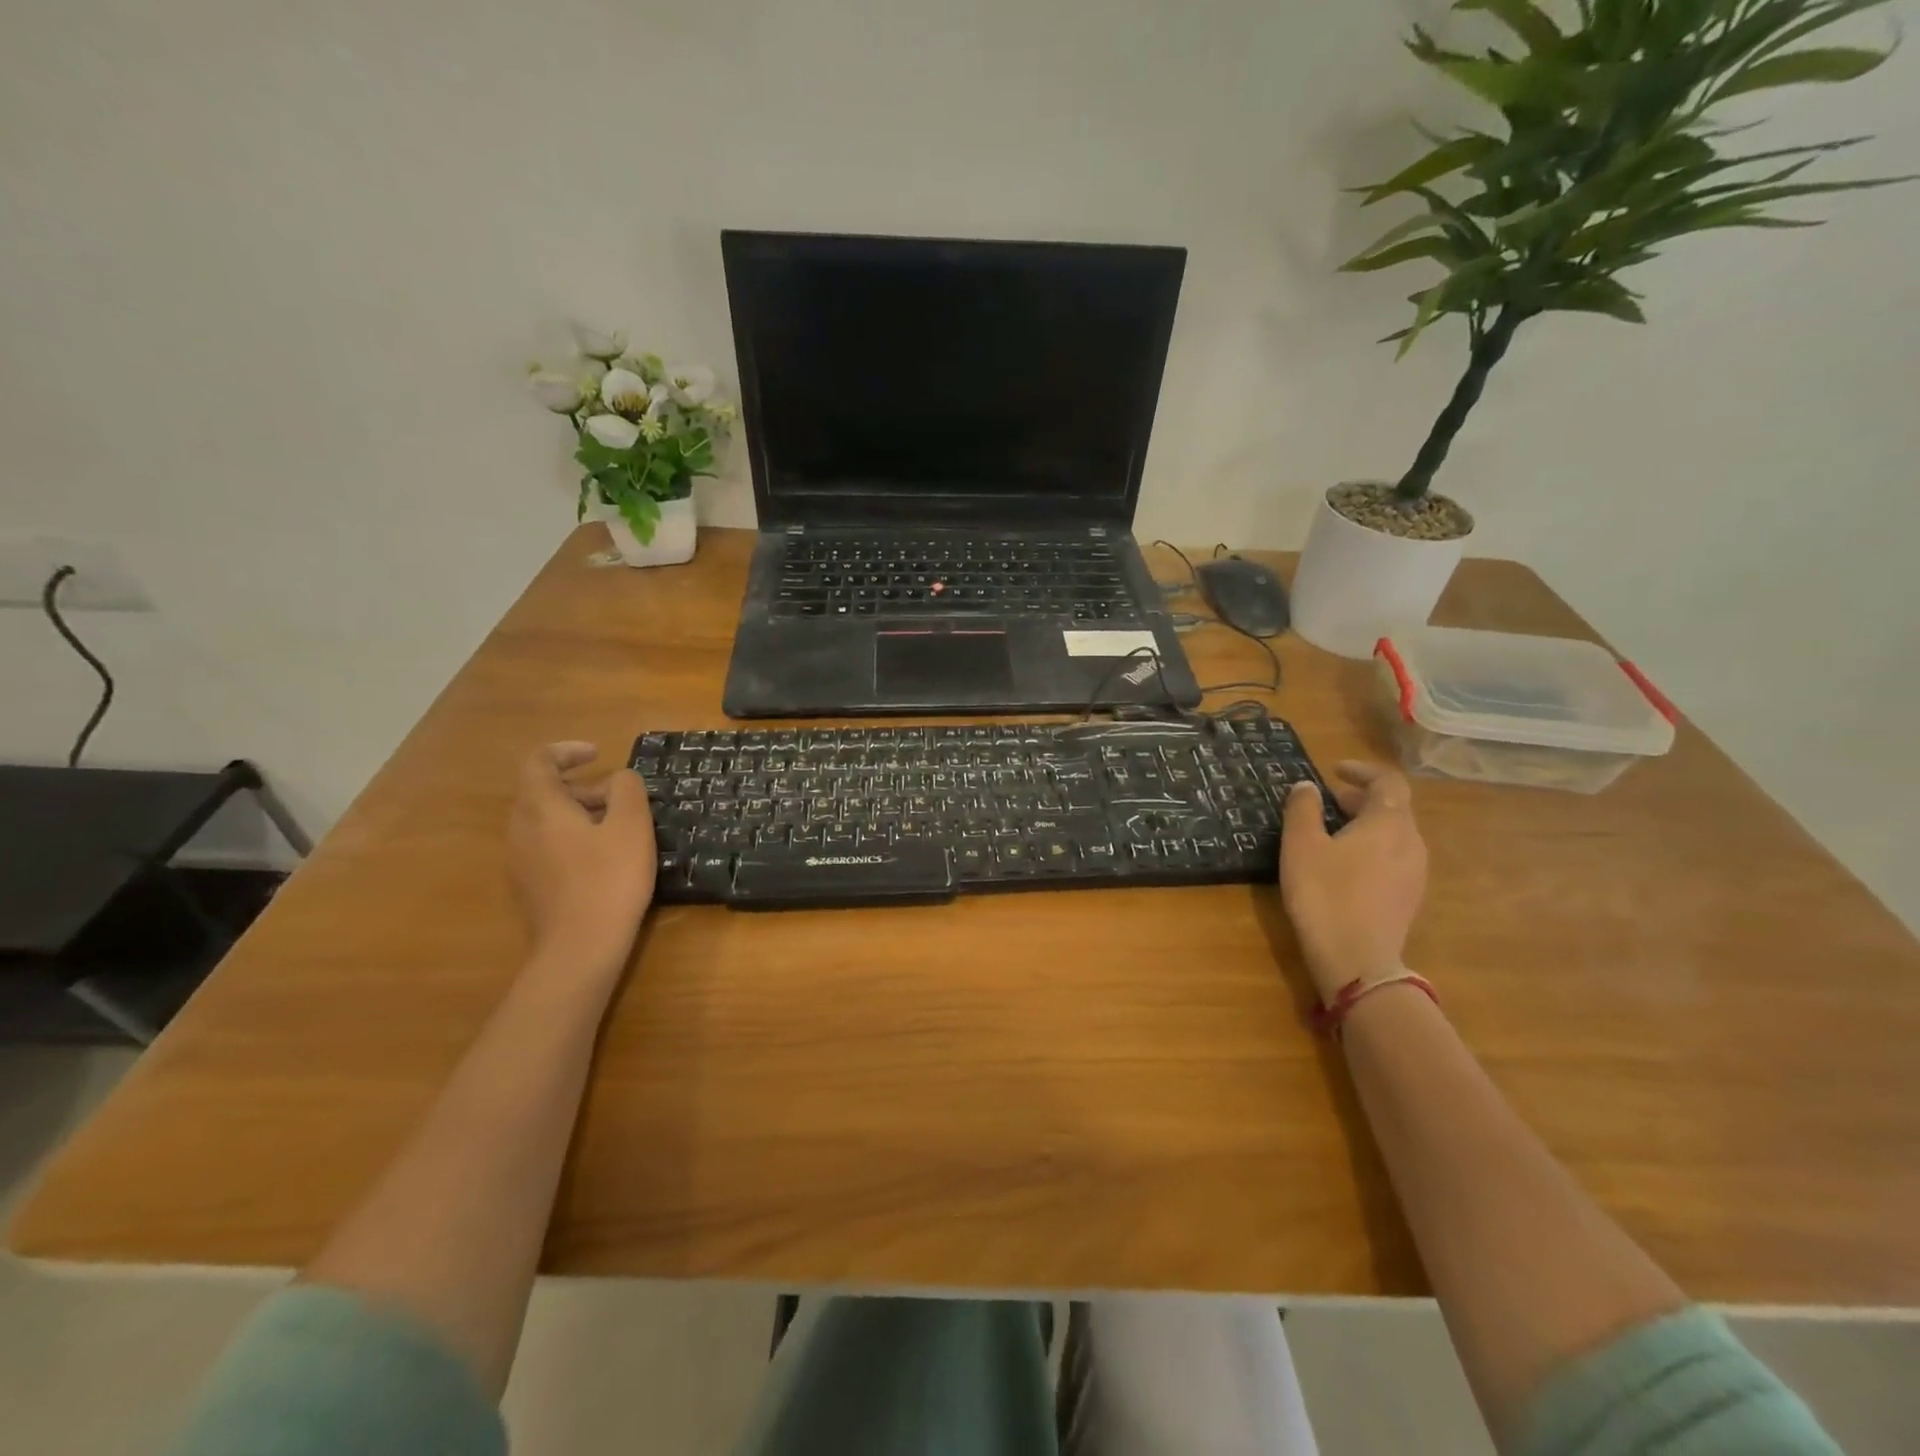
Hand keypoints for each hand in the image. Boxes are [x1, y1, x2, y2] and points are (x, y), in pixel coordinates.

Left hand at [507, 742, 656, 976]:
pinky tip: (602, 859)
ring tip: (616, 828)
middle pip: (540, 791)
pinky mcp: (529, 886)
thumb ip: (627, 790)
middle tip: (618, 797)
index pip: (538, 762)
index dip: (566, 751)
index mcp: (541, 808)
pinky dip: (571, 837)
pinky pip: (545, 846)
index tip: (598, 754)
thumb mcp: (632, 826)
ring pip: (543, 821)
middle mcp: (520, 829)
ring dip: (577, 813)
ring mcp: (520, 861)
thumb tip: (619, 779)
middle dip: (579, 785)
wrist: (580, 948)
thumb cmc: (610, 879)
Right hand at [1280, 762, 1428, 1004]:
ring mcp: (1416, 873)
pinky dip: (1371, 849)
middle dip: (1359, 800)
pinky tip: (1344, 866)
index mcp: (1389, 823)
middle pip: (1392, 808)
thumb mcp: (1301, 845)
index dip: (1362, 771)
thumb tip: (1307, 787)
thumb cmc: (1325, 893)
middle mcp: (1411, 842)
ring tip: (1331, 834)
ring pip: (1393, 835)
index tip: (1335, 771)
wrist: (1357, 960)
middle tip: (1325, 803)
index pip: (1387, 782)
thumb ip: (1302, 809)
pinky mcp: (1409, 898)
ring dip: (1365, 826)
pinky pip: (1393, 859)